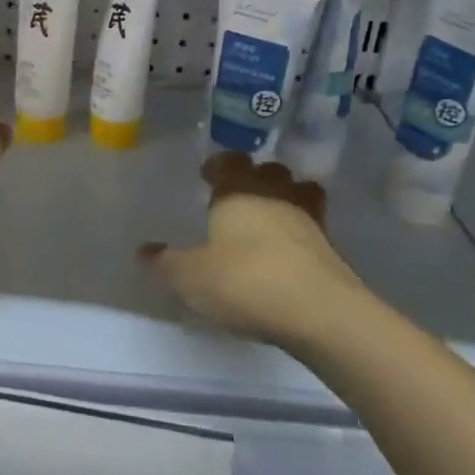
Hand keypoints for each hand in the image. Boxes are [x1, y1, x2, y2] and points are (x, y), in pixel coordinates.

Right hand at [141, 152, 364, 349]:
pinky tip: (287, 252)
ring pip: (297, 193)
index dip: (218, 165)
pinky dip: (300, 231)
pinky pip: (312, 225)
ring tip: (267, 218)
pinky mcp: (331, 248)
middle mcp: (275, 195)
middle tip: (237, 195)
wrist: (320, 313)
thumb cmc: (245, 282)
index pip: (229, 162)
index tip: (207, 175)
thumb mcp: (191, 278)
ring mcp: (308, 219)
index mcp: (238, 192)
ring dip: (283, 199)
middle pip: (268, 171)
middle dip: (254, 177)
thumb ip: (165, 263)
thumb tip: (144, 251)